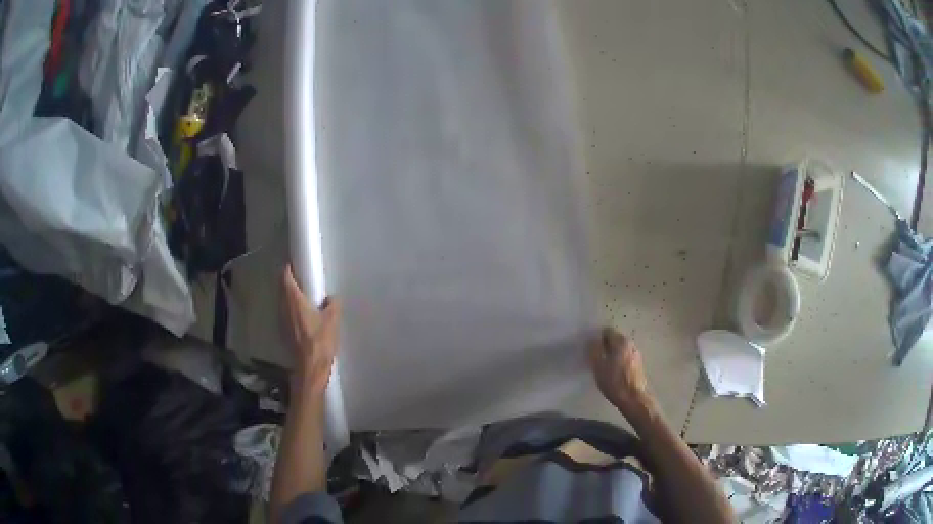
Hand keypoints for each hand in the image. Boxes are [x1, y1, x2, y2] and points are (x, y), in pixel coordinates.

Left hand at [282, 265, 340, 392]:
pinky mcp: (285, 332)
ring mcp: (283, 321)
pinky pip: (286, 314)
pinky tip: (302, 315)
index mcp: (295, 301)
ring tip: (302, 295)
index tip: (294, 265)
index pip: (286, 279)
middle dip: (289, 282)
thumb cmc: (320, 341)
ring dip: (289, 297)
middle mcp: (285, 308)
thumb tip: (332, 298)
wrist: (310, 367)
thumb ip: (333, 305)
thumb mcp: (332, 321)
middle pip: (283, 290)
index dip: (288, 270)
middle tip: (301, 278)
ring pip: (283, 302)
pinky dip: (291, 309)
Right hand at [588, 328, 653, 415]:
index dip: (597, 338)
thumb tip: (593, 341)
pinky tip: (614, 372)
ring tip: (604, 366)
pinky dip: (619, 360)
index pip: (607, 331)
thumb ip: (595, 350)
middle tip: (596, 357)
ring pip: (621, 349)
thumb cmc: (614, 382)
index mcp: (621, 341)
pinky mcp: (639, 364)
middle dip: (605, 346)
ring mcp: (637, 354)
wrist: (633, 398)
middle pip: (615, 339)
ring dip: (613, 354)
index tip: (591, 348)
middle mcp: (631, 344)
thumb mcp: (598, 366)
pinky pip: (626, 357)